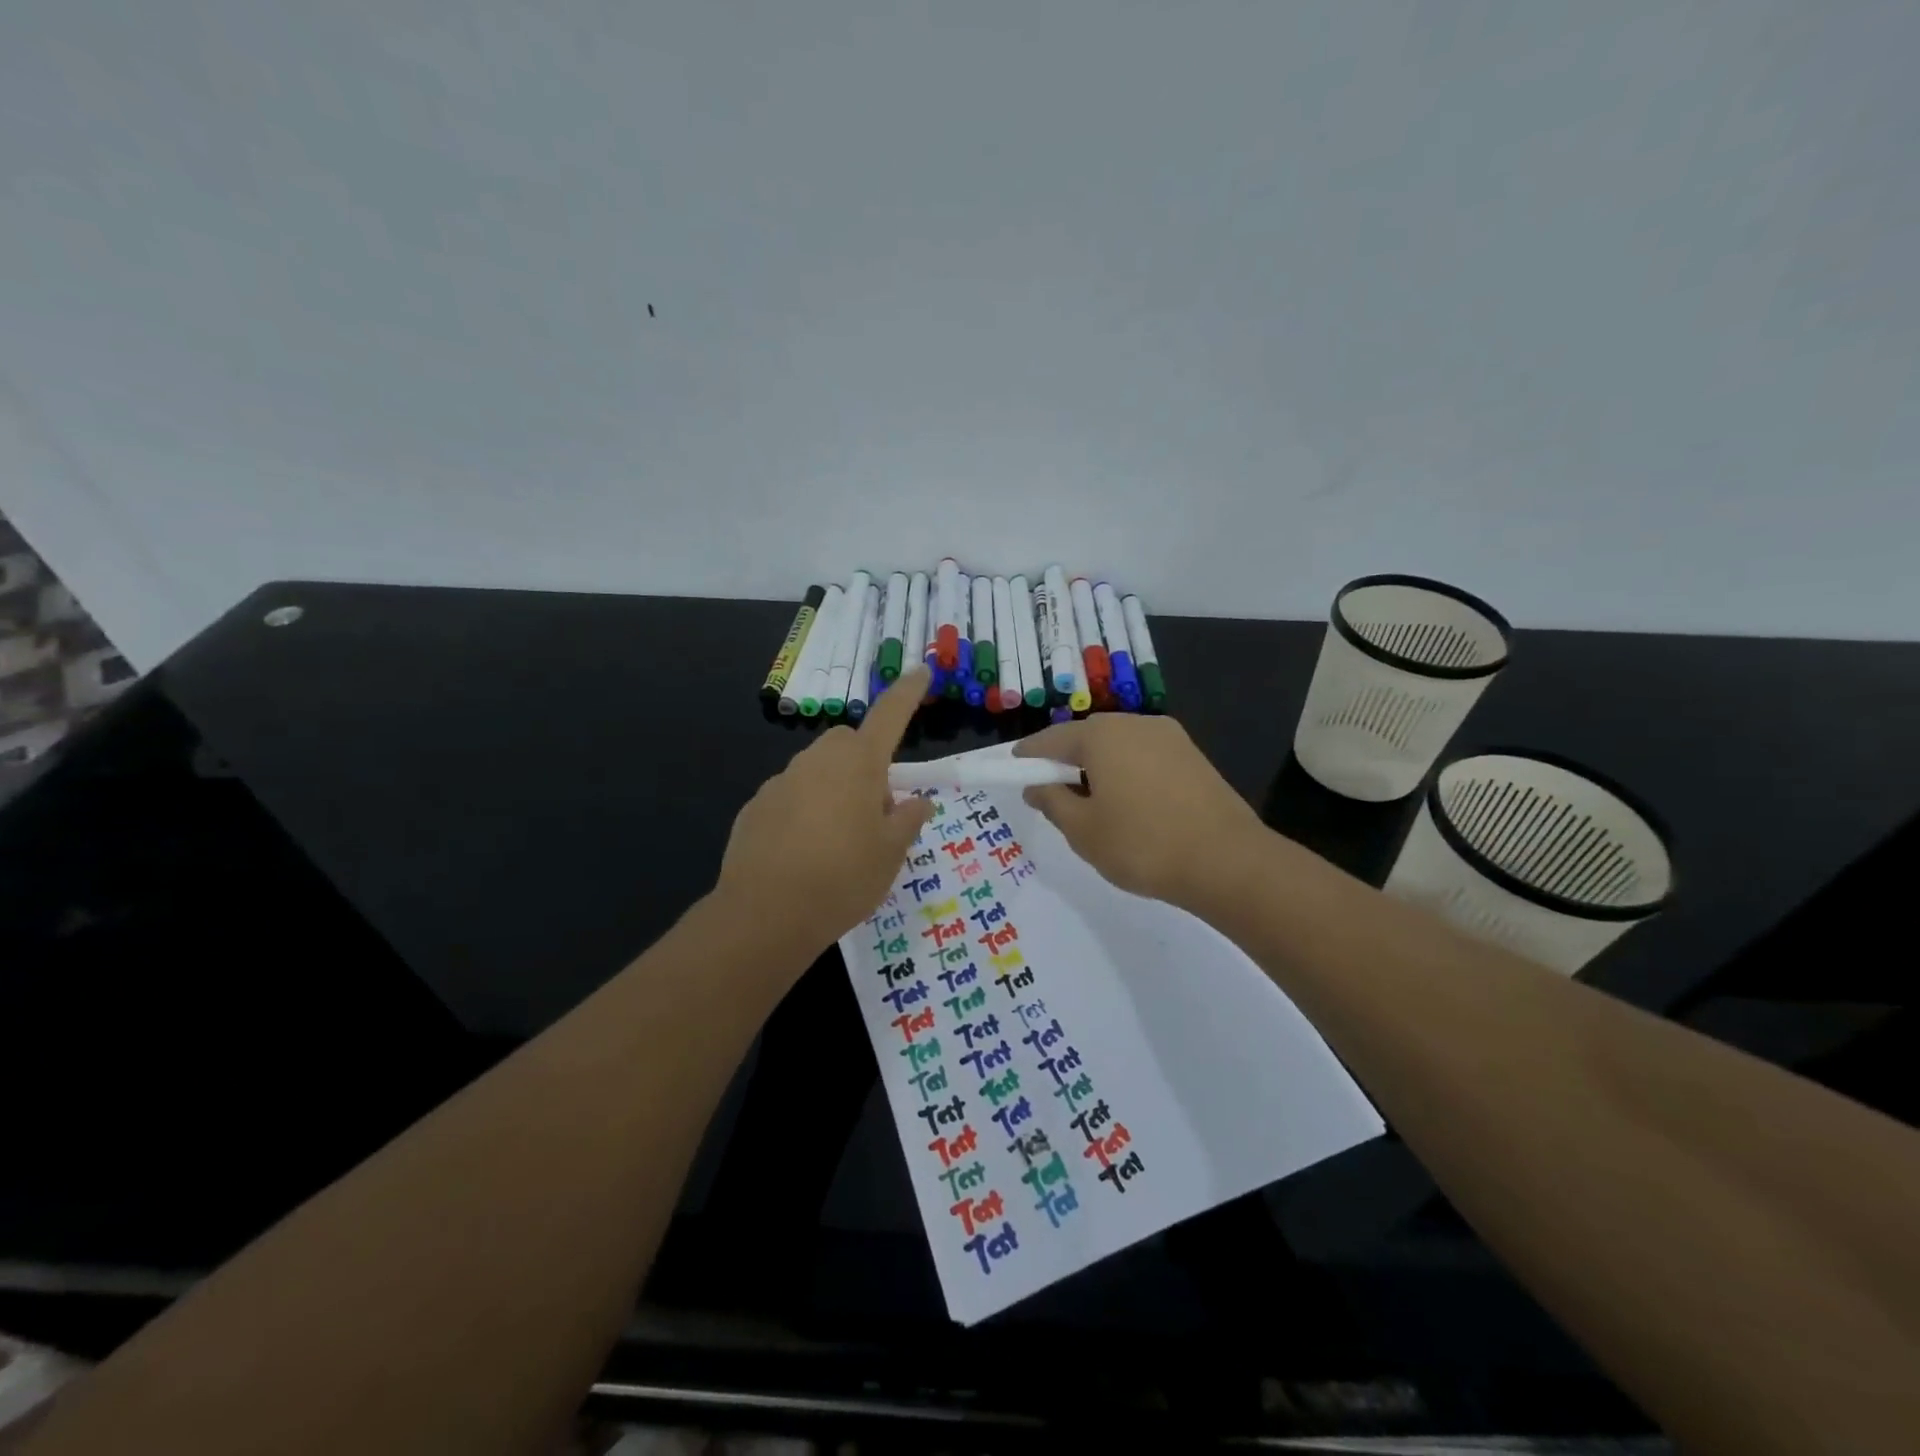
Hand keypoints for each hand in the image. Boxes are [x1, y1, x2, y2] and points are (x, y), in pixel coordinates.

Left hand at [717, 667, 935, 954]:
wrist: (765, 914)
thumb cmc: (843, 878)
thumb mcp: (891, 853)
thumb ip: (908, 820)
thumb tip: (918, 801)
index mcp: (859, 764)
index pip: (890, 716)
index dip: (908, 693)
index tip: (921, 671)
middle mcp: (818, 761)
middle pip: (849, 744)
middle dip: (866, 763)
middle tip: (877, 810)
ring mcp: (781, 781)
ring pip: (818, 771)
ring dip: (834, 789)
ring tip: (839, 841)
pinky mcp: (755, 806)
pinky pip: (791, 796)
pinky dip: (804, 811)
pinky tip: (804, 853)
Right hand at [1013, 714, 1265, 907]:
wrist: (1228, 862)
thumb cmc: (1142, 845)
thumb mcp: (1082, 830)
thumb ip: (1052, 801)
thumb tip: (1036, 785)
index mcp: (1101, 735)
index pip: (1050, 740)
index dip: (1027, 757)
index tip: (1013, 772)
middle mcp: (1134, 723)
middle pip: (1086, 737)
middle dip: (1065, 761)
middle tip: (1052, 793)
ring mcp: (1169, 736)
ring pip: (1118, 746)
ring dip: (1098, 766)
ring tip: (1092, 803)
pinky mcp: (1192, 755)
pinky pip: (1144, 756)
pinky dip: (1127, 772)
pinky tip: (1129, 804)